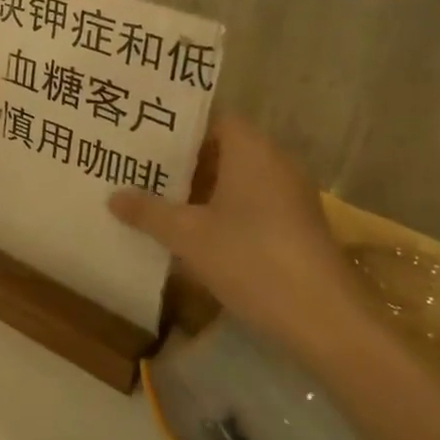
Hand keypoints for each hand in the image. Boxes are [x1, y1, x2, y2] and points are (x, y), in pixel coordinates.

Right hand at [108, 112, 371, 358]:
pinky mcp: (297, 226)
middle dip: (184, 160)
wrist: (326, 320)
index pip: (213, 118)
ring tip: (159, 200)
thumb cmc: (251, 260)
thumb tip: (113, 197)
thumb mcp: (188, 236)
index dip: (179, 126)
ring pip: (237, 178)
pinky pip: (252, 203)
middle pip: (223, 148)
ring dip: (202, 189)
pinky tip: (195, 234)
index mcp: (251, 149)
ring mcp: (290, 195)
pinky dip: (224, 210)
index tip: (145, 136)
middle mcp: (274, 162)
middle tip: (141, 168)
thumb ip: (148, 212)